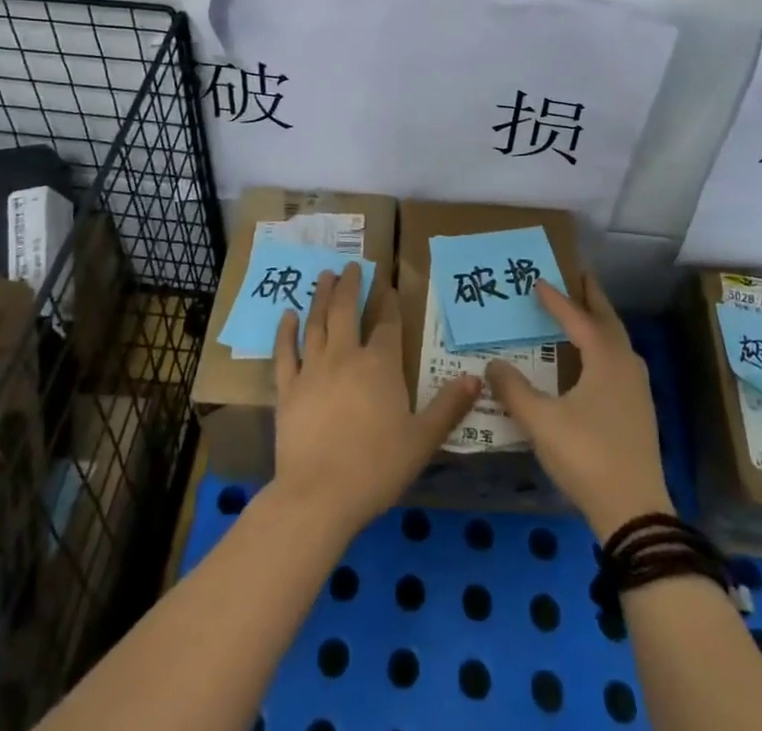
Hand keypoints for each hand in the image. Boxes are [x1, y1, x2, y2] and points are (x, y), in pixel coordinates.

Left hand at [272, 262, 481, 537]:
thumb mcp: (423, 440)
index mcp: (380, 365)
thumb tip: (475, 378)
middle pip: (347, 310)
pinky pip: (285, 351)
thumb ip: (448, 406)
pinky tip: (287, 314)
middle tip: (352, 265)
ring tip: (325, 276)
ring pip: (316, 322)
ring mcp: (312, 369)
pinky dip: (286, 331)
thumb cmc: (377, 467)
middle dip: (351, 285)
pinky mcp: (287, 388)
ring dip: (322, 296)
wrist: (319, 495)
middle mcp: (345, 356)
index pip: (387, 323)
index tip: (388, 284)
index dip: (388, 302)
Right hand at [485, 274, 674, 540]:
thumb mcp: (541, 422)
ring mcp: (637, 388)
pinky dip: (604, 345)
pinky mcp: (639, 409)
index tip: (536, 280)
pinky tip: (591, 359)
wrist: (635, 512)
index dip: (556, 300)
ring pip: (617, 341)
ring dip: (600, 321)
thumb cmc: (586, 456)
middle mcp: (625, 364)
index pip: (577, 318)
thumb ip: (514, 390)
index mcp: (605, 359)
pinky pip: (619, 359)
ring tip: (581, 312)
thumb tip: (494, 364)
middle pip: (607, 320)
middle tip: (575, 276)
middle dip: (591, 297)